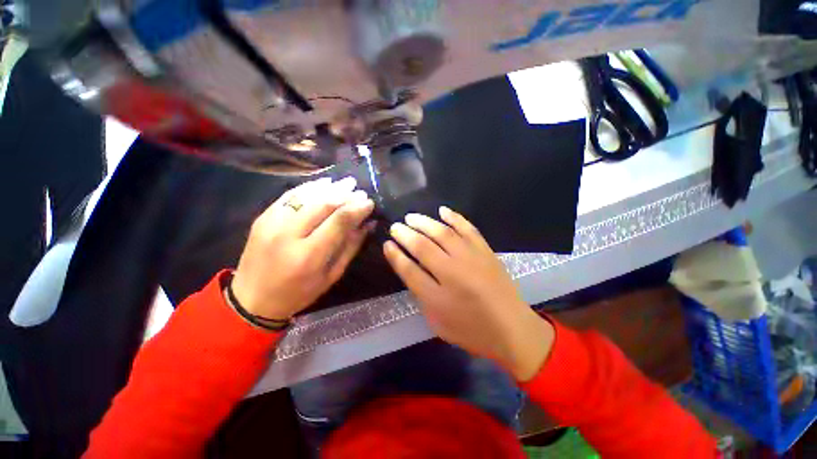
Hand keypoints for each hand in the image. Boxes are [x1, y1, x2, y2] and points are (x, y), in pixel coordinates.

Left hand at [231, 177, 374, 320]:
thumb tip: (368, 224)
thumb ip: (351, 247)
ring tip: (346, 183)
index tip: (370, 203)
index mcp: (309, 256)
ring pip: (306, 195)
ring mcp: (271, 223)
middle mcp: (288, 235)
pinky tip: (324, 183)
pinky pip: (289, 196)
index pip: (339, 221)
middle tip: (360, 191)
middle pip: (323, 204)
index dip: (357, 208)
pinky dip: (309, 187)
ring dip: (330, 187)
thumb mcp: (332, 275)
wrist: (252, 299)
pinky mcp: (263, 217)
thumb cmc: (298, 293)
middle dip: (345, 195)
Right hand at [383, 207, 553, 380]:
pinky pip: (468, 228)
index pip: (409, 270)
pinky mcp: (486, 251)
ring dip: (424, 222)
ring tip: (411, 217)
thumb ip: (422, 296)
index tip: (387, 244)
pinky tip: (442, 210)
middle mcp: (453, 273)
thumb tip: (410, 270)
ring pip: (442, 233)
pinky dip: (454, 217)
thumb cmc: (472, 331)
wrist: (513, 330)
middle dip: (405, 234)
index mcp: (437, 297)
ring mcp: (471, 259)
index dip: (395, 255)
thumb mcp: (438, 322)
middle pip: (423, 247)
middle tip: (396, 226)